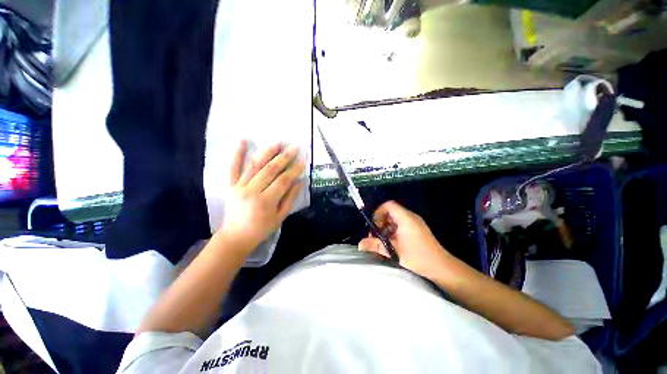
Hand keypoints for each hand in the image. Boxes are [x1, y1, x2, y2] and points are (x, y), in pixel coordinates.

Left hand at [220, 140, 304, 252]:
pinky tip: (242, 141)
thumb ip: (290, 199)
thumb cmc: (261, 229)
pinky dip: (237, 154)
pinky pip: (233, 168)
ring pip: (255, 165)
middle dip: (284, 157)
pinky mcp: (230, 185)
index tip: (303, 160)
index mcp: (266, 201)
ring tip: (278, 143)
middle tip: (294, 148)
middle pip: (270, 170)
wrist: (235, 236)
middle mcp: (252, 191)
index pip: (283, 180)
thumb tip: (300, 182)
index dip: (294, 170)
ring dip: (268, 152)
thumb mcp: (280, 217)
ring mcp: (239, 187)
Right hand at [358, 201, 449, 280]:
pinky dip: (394, 230)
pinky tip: (393, 243)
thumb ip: (375, 245)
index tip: (374, 225)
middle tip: (376, 235)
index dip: (378, 212)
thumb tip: (360, 244)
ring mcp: (415, 222)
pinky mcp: (417, 228)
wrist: (441, 266)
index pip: (389, 205)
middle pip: (391, 211)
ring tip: (383, 240)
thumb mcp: (394, 251)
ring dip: (387, 227)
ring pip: (395, 218)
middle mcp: (410, 217)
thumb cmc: (418, 256)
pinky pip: (401, 223)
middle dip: (381, 221)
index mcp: (405, 218)